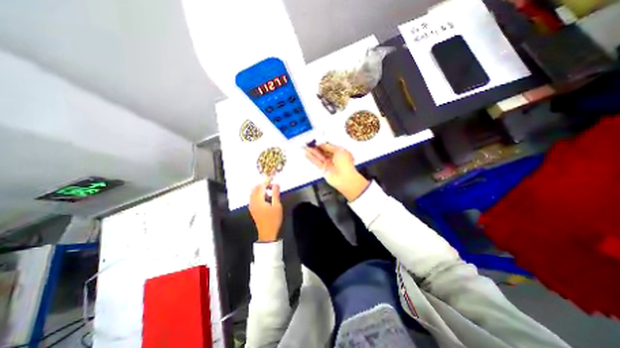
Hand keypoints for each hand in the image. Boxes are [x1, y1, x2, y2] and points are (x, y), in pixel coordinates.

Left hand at [249, 177, 282, 241]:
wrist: (267, 233)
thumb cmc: (273, 219)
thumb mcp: (277, 206)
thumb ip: (275, 193)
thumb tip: (276, 184)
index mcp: (258, 200)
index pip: (261, 187)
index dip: (267, 181)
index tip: (272, 177)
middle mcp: (252, 201)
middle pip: (255, 188)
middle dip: (263, 185)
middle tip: (272, 185)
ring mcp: (251, 205)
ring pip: (253, 193)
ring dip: (260, 189)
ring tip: (270, 191)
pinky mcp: (252, 209)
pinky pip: (253, 197)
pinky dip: (258, 194)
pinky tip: (266, 198)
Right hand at [304, 142, 367, 200]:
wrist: (345, 178)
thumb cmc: (346, 164)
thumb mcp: (339, 150)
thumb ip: (329, 147)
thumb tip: (322, 144)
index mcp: (340, 152)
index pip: (328, 146)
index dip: (321, 143)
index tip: (315, 141)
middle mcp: (334, 158)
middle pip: (322, 151)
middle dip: (315, 147)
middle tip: (308, 143)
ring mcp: (328, 164)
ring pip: (318, 156)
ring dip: (311, 152)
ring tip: (304, 147)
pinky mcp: (324, 169)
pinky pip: (316, 162)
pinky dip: (311, 158)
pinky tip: (306, 154)